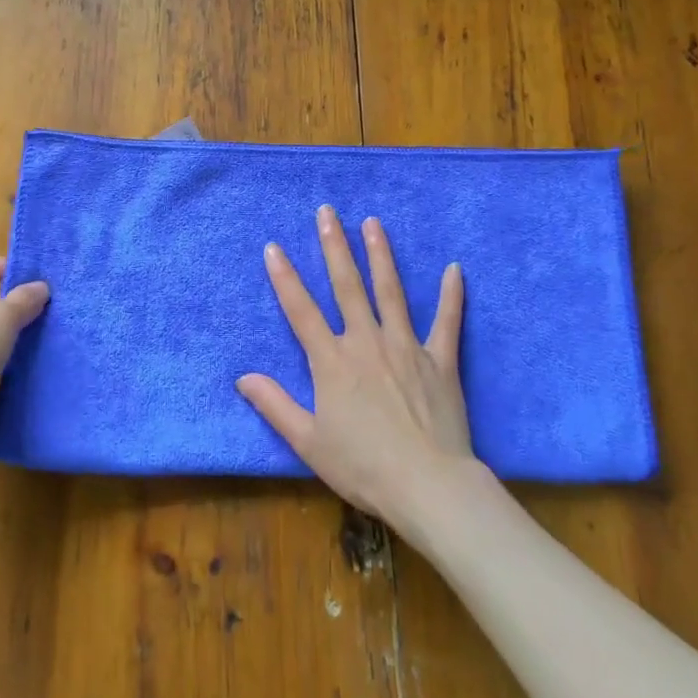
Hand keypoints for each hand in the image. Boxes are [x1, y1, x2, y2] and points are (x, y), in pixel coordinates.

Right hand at [237, 206, 477, 532]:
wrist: (427, 485)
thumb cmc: (363, 467)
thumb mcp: (308, 442)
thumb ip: (275, 405)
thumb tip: (243, 378)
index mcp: (332, 362)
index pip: (301, 311)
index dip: (285, 278)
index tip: (274, 247)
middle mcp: (366, 342)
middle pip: (347, 286)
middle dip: (334, 246)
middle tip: (327, 212)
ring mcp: (406, 347)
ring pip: (391, 291)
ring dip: (381, 254)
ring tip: (373, 223)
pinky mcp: (440, 360)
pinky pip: (447, 321)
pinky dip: (451, 294)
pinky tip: (455, 268)